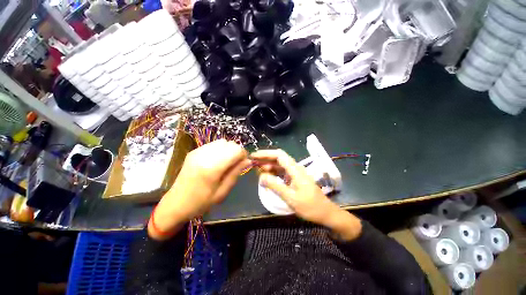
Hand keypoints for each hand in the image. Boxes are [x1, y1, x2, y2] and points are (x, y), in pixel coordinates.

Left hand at [148, 140, 249, 239]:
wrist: (175, 204)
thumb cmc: (201, 202)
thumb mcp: (222, 192)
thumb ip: (236, 173)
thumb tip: (248, 160)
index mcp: (212, 168)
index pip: (236, 150)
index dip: (243, 155)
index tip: (243, 163)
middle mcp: (205, 155)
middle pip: (230, 144)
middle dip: (236, 152)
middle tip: (235, 164)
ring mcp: (198, 151)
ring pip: (222, 142)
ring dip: (228, 150)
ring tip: (226, 162)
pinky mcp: (194, 151)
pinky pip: (213, 144)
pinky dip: (220, 150)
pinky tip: (217, 161)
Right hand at [251, 149, 361, 240]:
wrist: (325, 213)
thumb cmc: (310, 206)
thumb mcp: (291, 197)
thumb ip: (275, 186)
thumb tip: (261, 176)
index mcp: (295, 170)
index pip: (279, 155)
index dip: (266, 154)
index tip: (254, 156)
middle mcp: (295, 168)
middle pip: (278, 158)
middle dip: (265, 159)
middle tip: (252, 162)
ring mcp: (295, 174)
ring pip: (279, 165)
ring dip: (268, 165)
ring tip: (256, 169)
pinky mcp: (294, 179)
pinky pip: (282, 172)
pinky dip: (273, 172)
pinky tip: (267, 176)